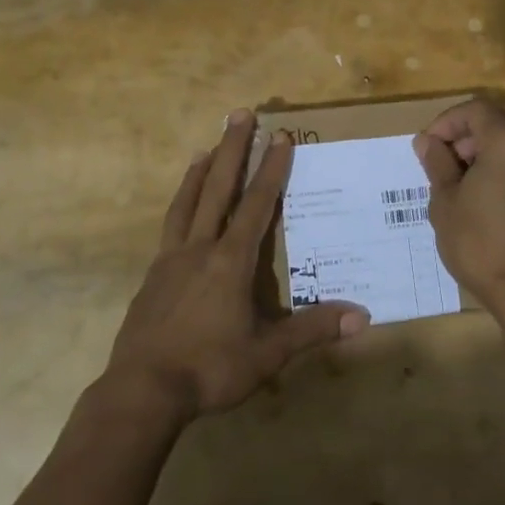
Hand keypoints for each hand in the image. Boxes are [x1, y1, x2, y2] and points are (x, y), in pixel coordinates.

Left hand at [106, 110, 368, 422]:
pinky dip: (179, 206)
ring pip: (187, 203)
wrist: (142, 391)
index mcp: (230, 262)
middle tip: (238, 113)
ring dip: (199, 172)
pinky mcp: (152, 278)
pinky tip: (182, 211)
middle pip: (217, 189)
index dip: (271, 169)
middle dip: (232, 149)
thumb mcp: (268, 354)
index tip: (280, 136)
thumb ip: (312, 330)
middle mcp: (199, 249)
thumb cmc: (210, 369)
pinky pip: (169, 228)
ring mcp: (171, 261)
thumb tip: (362, 316)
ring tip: (205, 147)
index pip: (257, 205)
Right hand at [413, 98, 504, 310]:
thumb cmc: (480, 243)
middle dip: (471, 130)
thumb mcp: (445, 202)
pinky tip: (493, 192)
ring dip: (493, 144)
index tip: (428, 146)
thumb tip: (428, 142)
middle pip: (502, 116)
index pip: (475, 109)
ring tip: (468, 176)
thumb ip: (438, 164)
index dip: (446, 122)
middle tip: (449, 157)